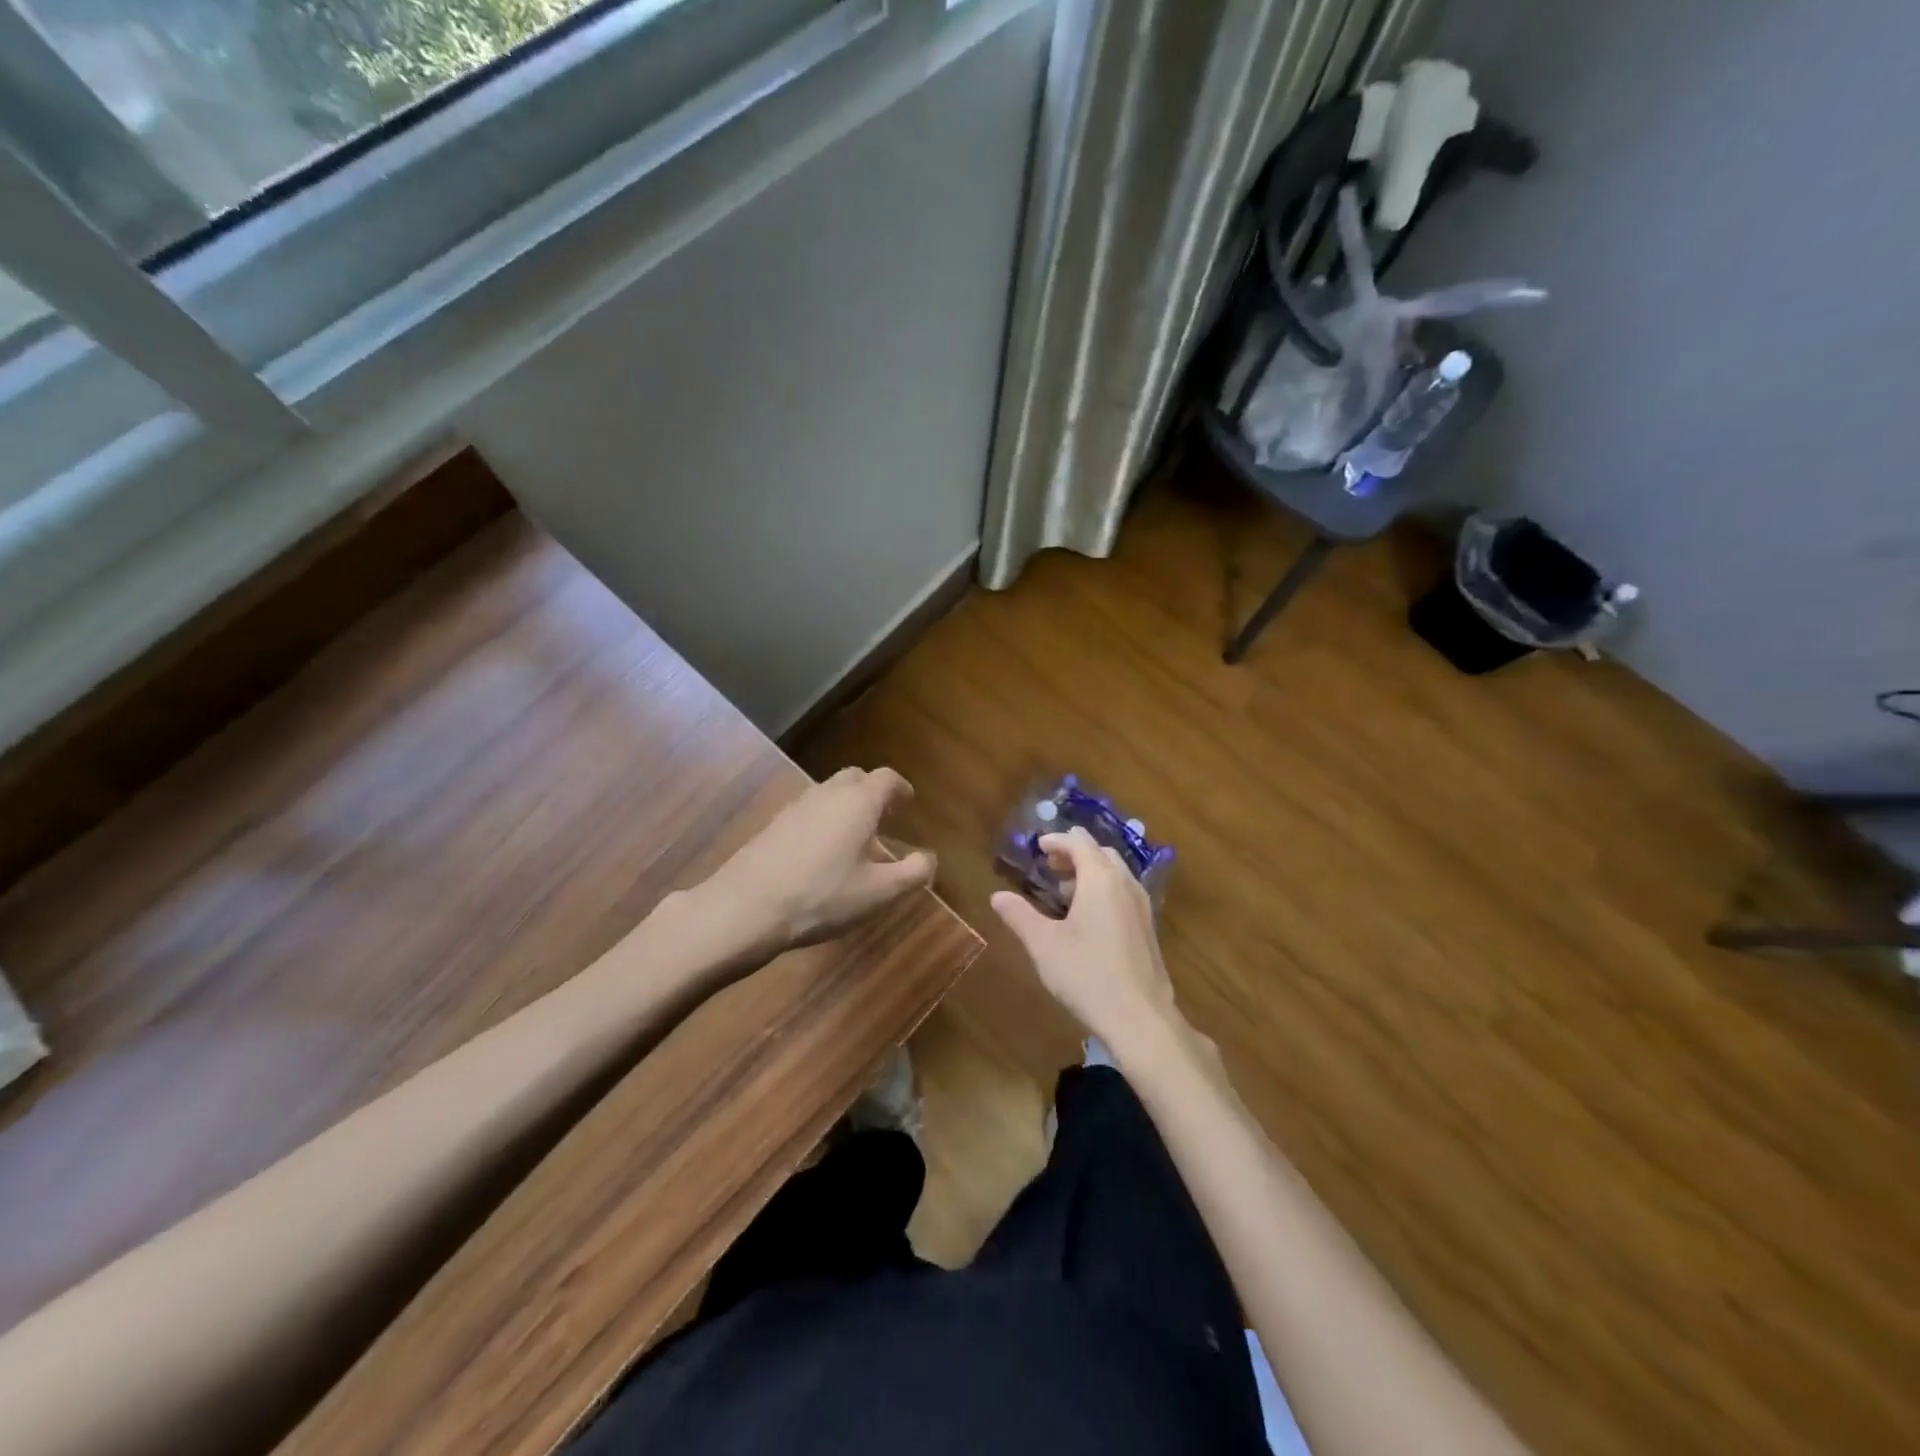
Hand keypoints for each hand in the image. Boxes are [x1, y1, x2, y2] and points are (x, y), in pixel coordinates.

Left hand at [704, 766, 934, 954]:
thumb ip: (912, 873)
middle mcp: (828, 794)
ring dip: (847, 806)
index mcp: (859, 802)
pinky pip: (809, 810)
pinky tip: (822, 852)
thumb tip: (929, 858)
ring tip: (855, 839)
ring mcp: (796, 806)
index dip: (901, 788)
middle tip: (884, 816)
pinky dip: (824, 820)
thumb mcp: (879, 892)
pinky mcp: (774, 824)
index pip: (887, 778)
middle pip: (855, 778)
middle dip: (872, 792)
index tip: (908, 802)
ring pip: (829, 793)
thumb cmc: (823, 896)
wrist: (747, 906)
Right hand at [990, 827, 1184, 1055]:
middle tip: (1050, 865)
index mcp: (1101, 880)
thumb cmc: (1087, 975)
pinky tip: (1087, 917)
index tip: (1038, 846)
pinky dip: (1103, 889)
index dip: (1057, 841)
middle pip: (1100, 853)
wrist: (1140, 1018)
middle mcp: (1125, 884)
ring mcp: (1141, 906)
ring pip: (1115, 873)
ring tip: (1063, 890)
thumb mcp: (1044, 945)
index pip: (1079, 844)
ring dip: (1089, 872)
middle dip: (1074, 853)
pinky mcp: (1148, 928)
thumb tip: (997, 896)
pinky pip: (1123, 892)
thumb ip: (1019, 915)